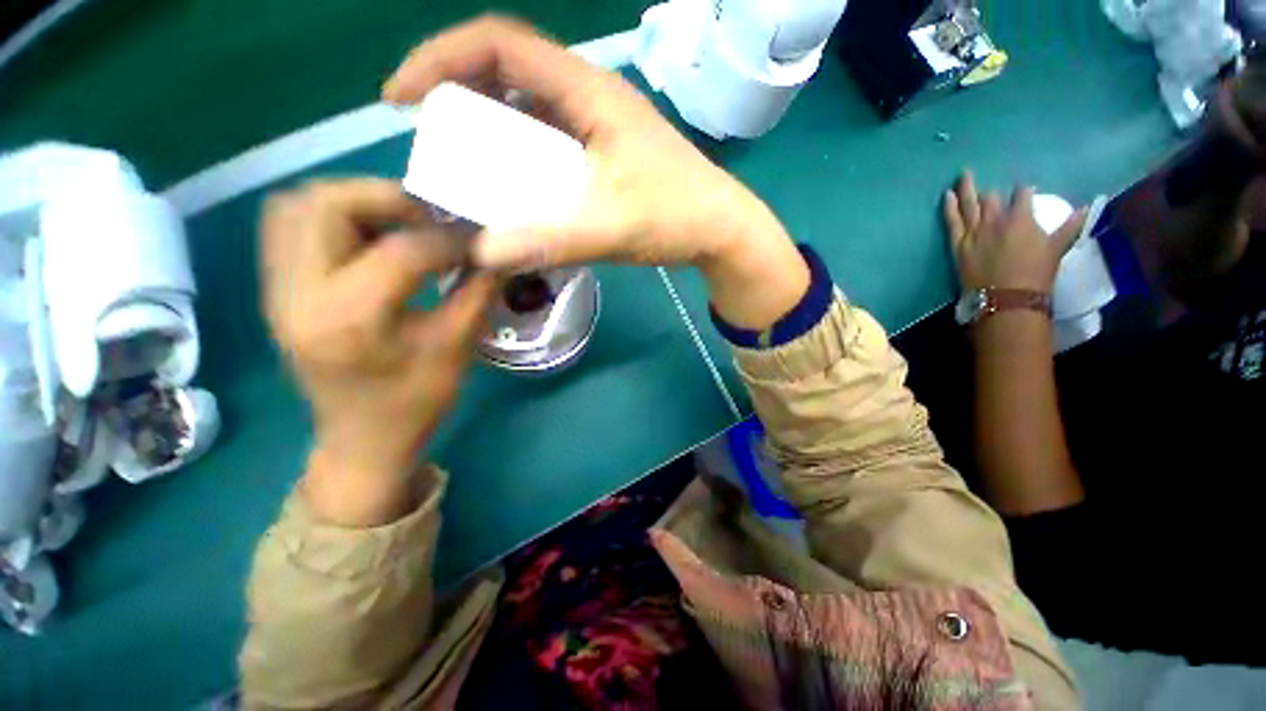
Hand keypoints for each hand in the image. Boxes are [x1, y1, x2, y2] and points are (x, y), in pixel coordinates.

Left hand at [261, 179, 496, 524]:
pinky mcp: (277, 290)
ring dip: (356, 202)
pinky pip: (291, 226)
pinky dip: (334, 217)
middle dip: (387, 199)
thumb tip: (497, 251)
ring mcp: (277, 290)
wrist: (362, 440)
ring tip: (401, 225)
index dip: (449, 239)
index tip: (479, 241)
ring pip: (298, 206)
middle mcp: (297, 295)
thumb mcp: (456, 351)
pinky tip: (372, 240)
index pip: (400, 251)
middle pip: (325, 204)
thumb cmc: (414, 404)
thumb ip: (477, 293)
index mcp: (349, 321)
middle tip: (430, 220)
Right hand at [383, 16, 808, 329]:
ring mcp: (598, 126)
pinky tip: (515, 186)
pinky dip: (521, 156)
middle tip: (434, 141)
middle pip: (508, 73)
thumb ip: (551, 240)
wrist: (719, 228)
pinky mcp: (605, 153)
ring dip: (491, 129)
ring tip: (465, 166)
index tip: (401, 97)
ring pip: (528, 109)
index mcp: (587, 92)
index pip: (497, 44)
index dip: (439, 58)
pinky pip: (550, 141)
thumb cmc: (676, 216)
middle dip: (459, 98)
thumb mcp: (613, 227)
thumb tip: (481, 252)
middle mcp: (588, 97)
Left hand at [943, 172, 1086, 292]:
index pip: (1022, 195)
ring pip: (969, 204)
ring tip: (964, 175)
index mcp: (1021, 218)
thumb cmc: (1035, 274)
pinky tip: (947, 195)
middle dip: (993, 193)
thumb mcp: (1057, 248)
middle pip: (992, 198)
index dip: (1023, 192)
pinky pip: (952, 220)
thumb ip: (1069, 226)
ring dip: (967, 187)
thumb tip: (1087, 207)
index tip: (1024, 192)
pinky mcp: (958, 243)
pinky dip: (949, 206)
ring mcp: (974, 231)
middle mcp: (996, 220)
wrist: (1006, 297)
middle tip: (991, 190)